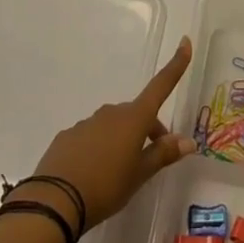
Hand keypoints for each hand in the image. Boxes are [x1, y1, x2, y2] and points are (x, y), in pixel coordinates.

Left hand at [23, 36, 196, 230]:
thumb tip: (189, 141)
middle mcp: (111, 113)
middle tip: (150, 159)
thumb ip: (163, 155)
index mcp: (133, 118)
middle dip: (147, 130)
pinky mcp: (68, 136)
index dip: (176, 65)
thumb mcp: (139, 175)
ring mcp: (87, 122)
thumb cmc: (106, 186)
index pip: (160, 86)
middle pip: (136, 114)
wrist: (55, 201)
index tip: (185, 41)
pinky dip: (98, 148)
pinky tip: (93, 174)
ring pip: (113, 126)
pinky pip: (90, 137)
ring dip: (121, 140)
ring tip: (118, 173)